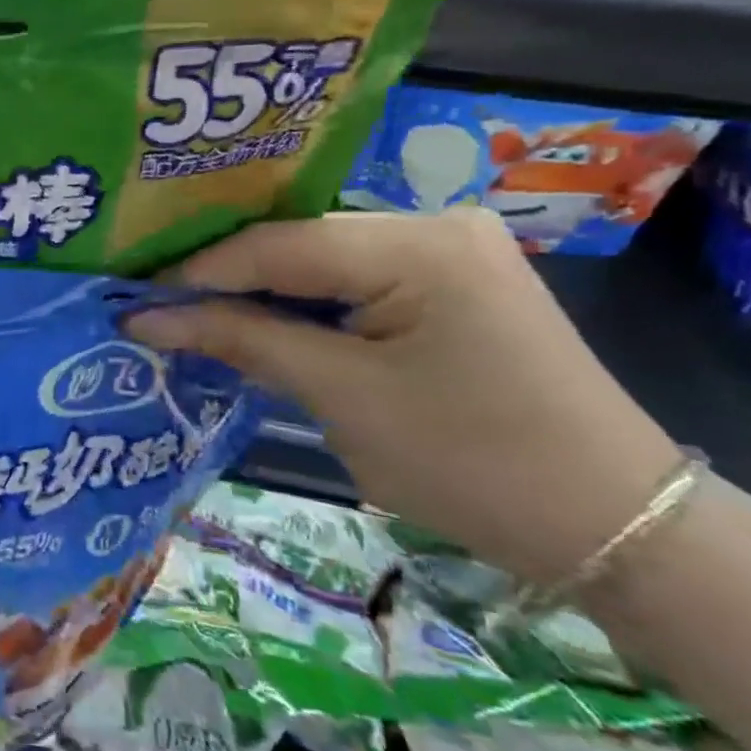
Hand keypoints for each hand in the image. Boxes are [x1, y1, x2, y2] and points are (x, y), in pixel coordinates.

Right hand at [129, 210, 679, 585]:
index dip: (195, 273)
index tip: (132, 298)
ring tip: (192, 316)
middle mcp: (431, 223)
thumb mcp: (340, 397)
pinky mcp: (452, 280)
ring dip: (260, 292)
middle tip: (154, 306)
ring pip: (319, 260)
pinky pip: (352, 279)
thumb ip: (240, 340)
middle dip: (224, 279)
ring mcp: (448, 249)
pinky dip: (303, 304)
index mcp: (415, 243)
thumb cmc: (472, 462)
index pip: (273, 245)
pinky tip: (261, 323)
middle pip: (294, 243)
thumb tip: (144, 319)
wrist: (618, 526)